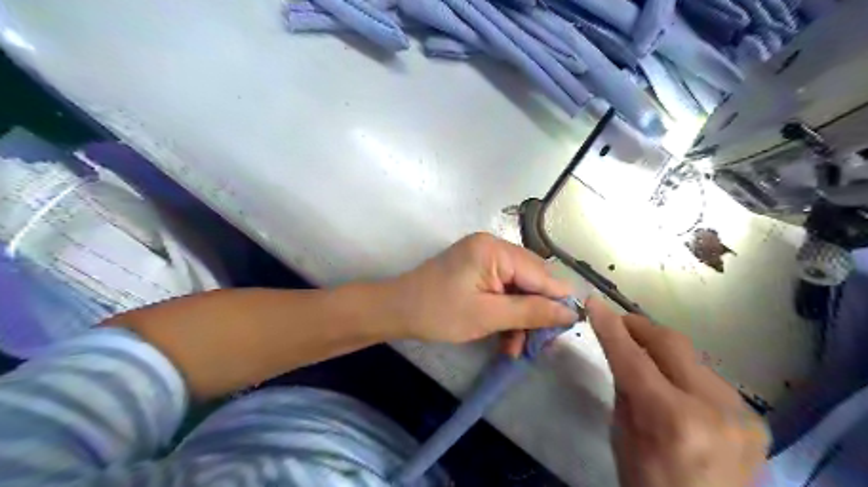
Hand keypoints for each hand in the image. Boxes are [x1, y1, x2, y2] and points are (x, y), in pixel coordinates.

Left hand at [391, 231, 577, 352]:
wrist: (396, 311)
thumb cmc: (438, 312)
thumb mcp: (488, 316)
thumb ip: (531, 312)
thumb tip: (571, 312)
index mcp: (495, 250)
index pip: (541, 274)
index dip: (557, 301)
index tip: (569, 330)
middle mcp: (493, 247)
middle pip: (532, 280)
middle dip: (536, 314)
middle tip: (538, 345)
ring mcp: (484, 258)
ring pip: (519, 289)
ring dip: (521, 319)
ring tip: (518, 349)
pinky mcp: (478, 271)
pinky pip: (503, 291)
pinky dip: (507, 314)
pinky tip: (507, 340)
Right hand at [586, 296, 769, 486]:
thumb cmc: (649, 486)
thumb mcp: (622, 437)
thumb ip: (624, 389)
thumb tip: (622, 351)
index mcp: (673, 421)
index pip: (633, 358)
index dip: (611, 327)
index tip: (594, 302)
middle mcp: (714, 410)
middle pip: (672, 344)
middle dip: (640, 327)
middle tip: (618, 323)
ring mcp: (741, 413)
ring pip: (692, 358)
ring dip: (662, 351)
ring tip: (642, 356)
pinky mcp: (754, 417)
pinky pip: (708, 378)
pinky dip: (683, 372)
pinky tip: (673, 384)